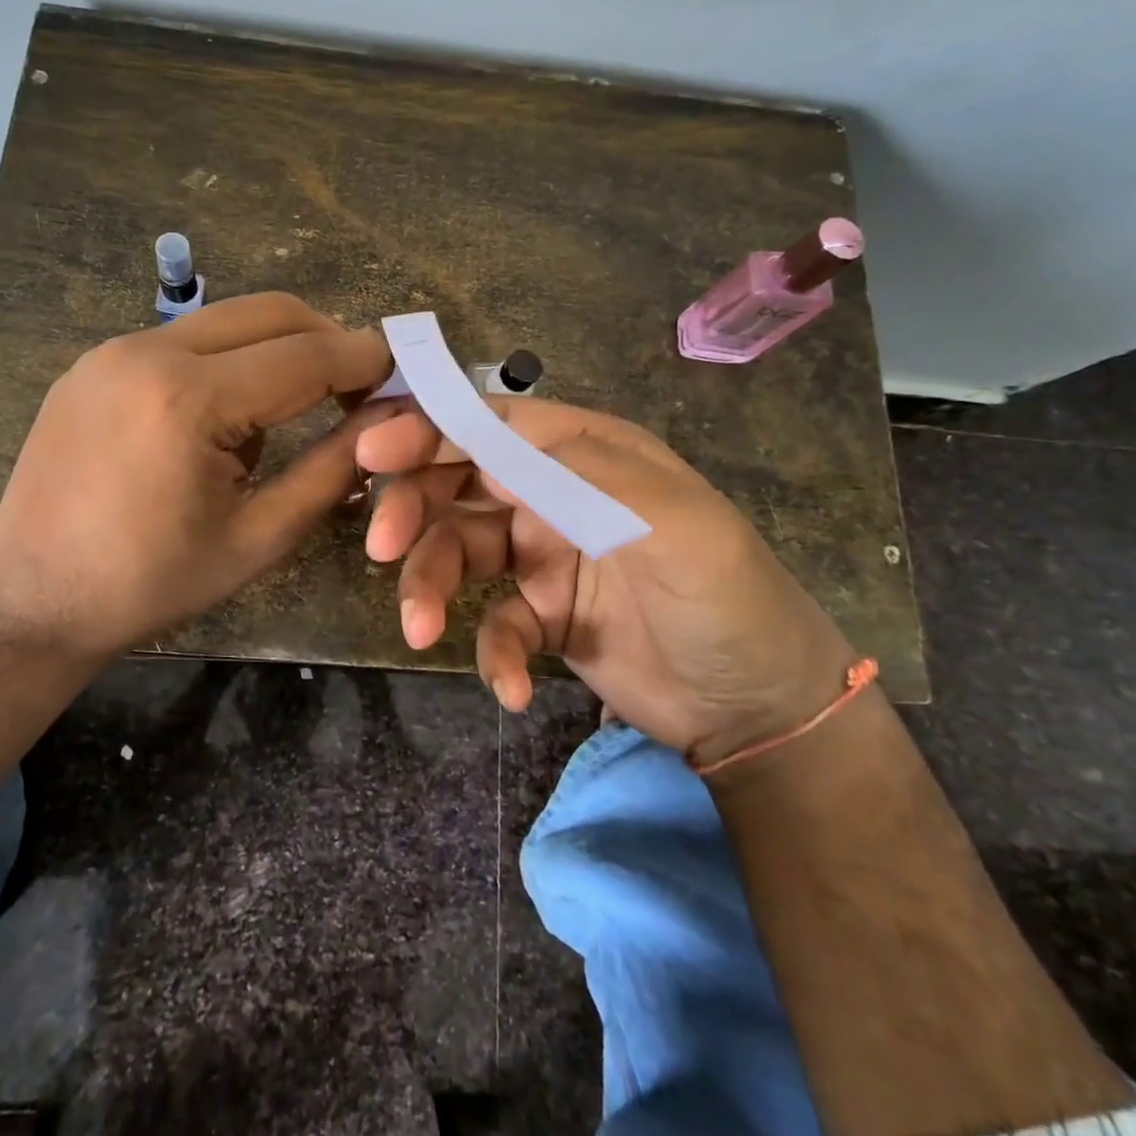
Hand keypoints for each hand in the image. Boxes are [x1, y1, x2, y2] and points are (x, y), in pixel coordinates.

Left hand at [0, 293, 391, 662]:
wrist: (30, 601)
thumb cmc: (151, 583)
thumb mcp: (259, 537)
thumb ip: (333, 470)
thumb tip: (389, 421)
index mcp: (189, 399)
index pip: (306, 355)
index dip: (365, 360)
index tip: (404, 370)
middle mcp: (148, 351)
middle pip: (271, 312)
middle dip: (327, 340)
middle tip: (357, 388)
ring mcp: (113, 349)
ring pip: (228, 320)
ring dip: (279, 350)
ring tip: (292, 412)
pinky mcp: (94, 362)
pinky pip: (186, 340)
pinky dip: (229, 361)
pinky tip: (228, 416)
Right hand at [356, 397, 858, 763]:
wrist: (763, 711)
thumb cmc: (728, 600)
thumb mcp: (675, 525)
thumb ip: (584, 476)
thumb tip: (490, 446)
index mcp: (583, 454)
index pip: (492, 424)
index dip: (429, 429)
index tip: (373, 453)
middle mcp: (554, 495)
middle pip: (458, 482)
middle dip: (415, 508)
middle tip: (383, 547)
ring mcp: (543, 556)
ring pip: (458, 551)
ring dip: (431, 586)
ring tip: (422, 632)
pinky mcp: (541, 617)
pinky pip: (492, 624)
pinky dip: (492, 653)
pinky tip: (513, 687)